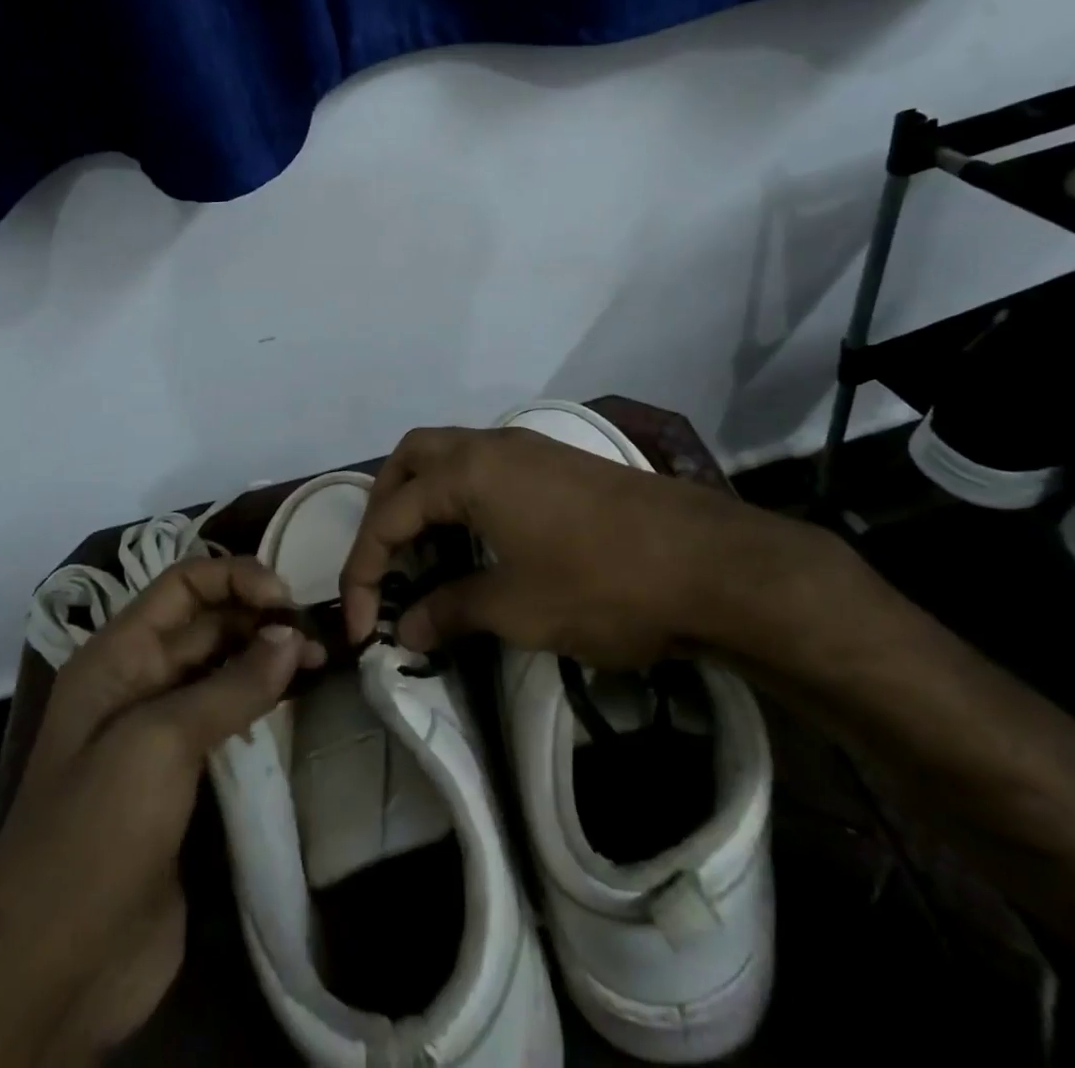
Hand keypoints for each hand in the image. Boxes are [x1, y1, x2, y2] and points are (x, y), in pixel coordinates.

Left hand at [0, 558, 322, 1066]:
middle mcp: (139, 681)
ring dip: (270, 657)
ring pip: (224, 669)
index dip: (236, 577)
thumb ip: (231, 684)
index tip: (288, 599)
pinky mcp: (185, 777)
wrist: (54, 976)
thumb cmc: (95, 836)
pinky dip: (266, 702)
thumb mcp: (158, 744)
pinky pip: (231, 719)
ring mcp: (161, 731)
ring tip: (321, 661)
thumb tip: (291, 635)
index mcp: (116, 656)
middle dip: (261, 617)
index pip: (183, 584)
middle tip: (319, 634)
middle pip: (208, 622)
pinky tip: (300, 702)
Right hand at [340, 425, 861, 670]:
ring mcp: (529, 449)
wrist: (711, 564)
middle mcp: (492, 444)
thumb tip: (406, 630)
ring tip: (423, 557)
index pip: (390, 514)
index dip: (365, 570)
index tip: (363, 629)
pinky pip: (486, 469)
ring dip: (424, 501)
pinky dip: (462, 499)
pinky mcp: (557, 464)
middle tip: (385, 564)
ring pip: (451, 458)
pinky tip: (475, 542)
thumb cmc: (603, 584)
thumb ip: (451, 611)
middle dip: (386, 511)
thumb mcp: (518, 608)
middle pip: (412, 460)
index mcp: (470, 470)